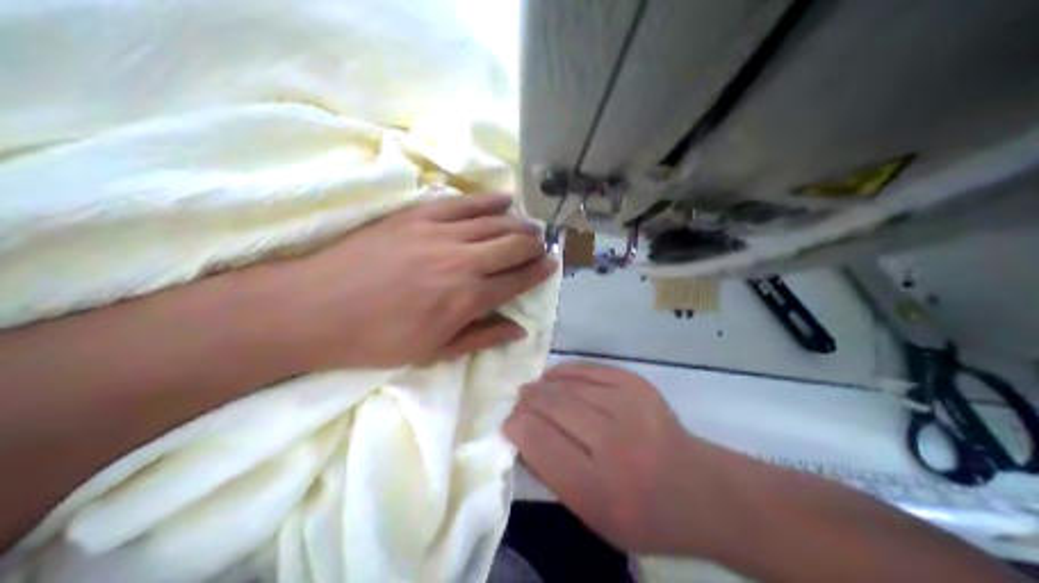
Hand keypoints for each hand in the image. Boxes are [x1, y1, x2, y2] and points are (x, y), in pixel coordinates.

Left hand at [267, 195, 555, 369]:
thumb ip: (480, 338)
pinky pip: (463, 202)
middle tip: (541, 246)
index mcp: (467, 299)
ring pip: (494, 221)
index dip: (539, 272)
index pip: (517, 280)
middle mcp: (462, 261)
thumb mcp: (432, 352)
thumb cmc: (376, 339)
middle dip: (534, 245)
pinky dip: (488, 200)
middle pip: (513, 244)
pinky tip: (503, 199)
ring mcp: (439, 232)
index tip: (552, 264)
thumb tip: (518, 329)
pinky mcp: (418, 215)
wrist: (317, 308)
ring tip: (528, 226)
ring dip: (518, 222)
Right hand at [503, 359, 723, 555]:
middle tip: (519, 402)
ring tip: (533, 389)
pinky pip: (594, 369)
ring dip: (544, 385)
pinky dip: (568, 371)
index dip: (516, 427)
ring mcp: (631, 409)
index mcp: (597, 487)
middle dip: (528, 402)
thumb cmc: (641, 515)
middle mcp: (614, 444)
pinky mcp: (641, 387)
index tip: (508, 423)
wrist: (700, 492)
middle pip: (553, 408)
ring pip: (571, 386)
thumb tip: (522, 437)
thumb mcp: (592, 515)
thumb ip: (554, 477)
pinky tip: (555, 376)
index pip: (540, 443)